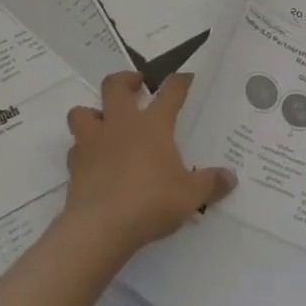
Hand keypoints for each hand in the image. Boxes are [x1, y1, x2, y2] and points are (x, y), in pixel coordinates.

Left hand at [61, 71, 236, 258]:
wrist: (100, 227)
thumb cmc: (151, 202)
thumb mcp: (190, 196)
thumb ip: (210, 184)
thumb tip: (230, 178)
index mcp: (153, 125)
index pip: (170, 92)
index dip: (179, 82)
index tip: (185, 77)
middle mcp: (121, 124)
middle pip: (115, 85)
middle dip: (125, 80)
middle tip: (136, 85)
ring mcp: (94, 142)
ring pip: (82, 112)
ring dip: (92, 113)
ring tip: (104, 123)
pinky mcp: (75, 165)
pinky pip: (75, 148)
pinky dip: (83, 150)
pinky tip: (93, 162)